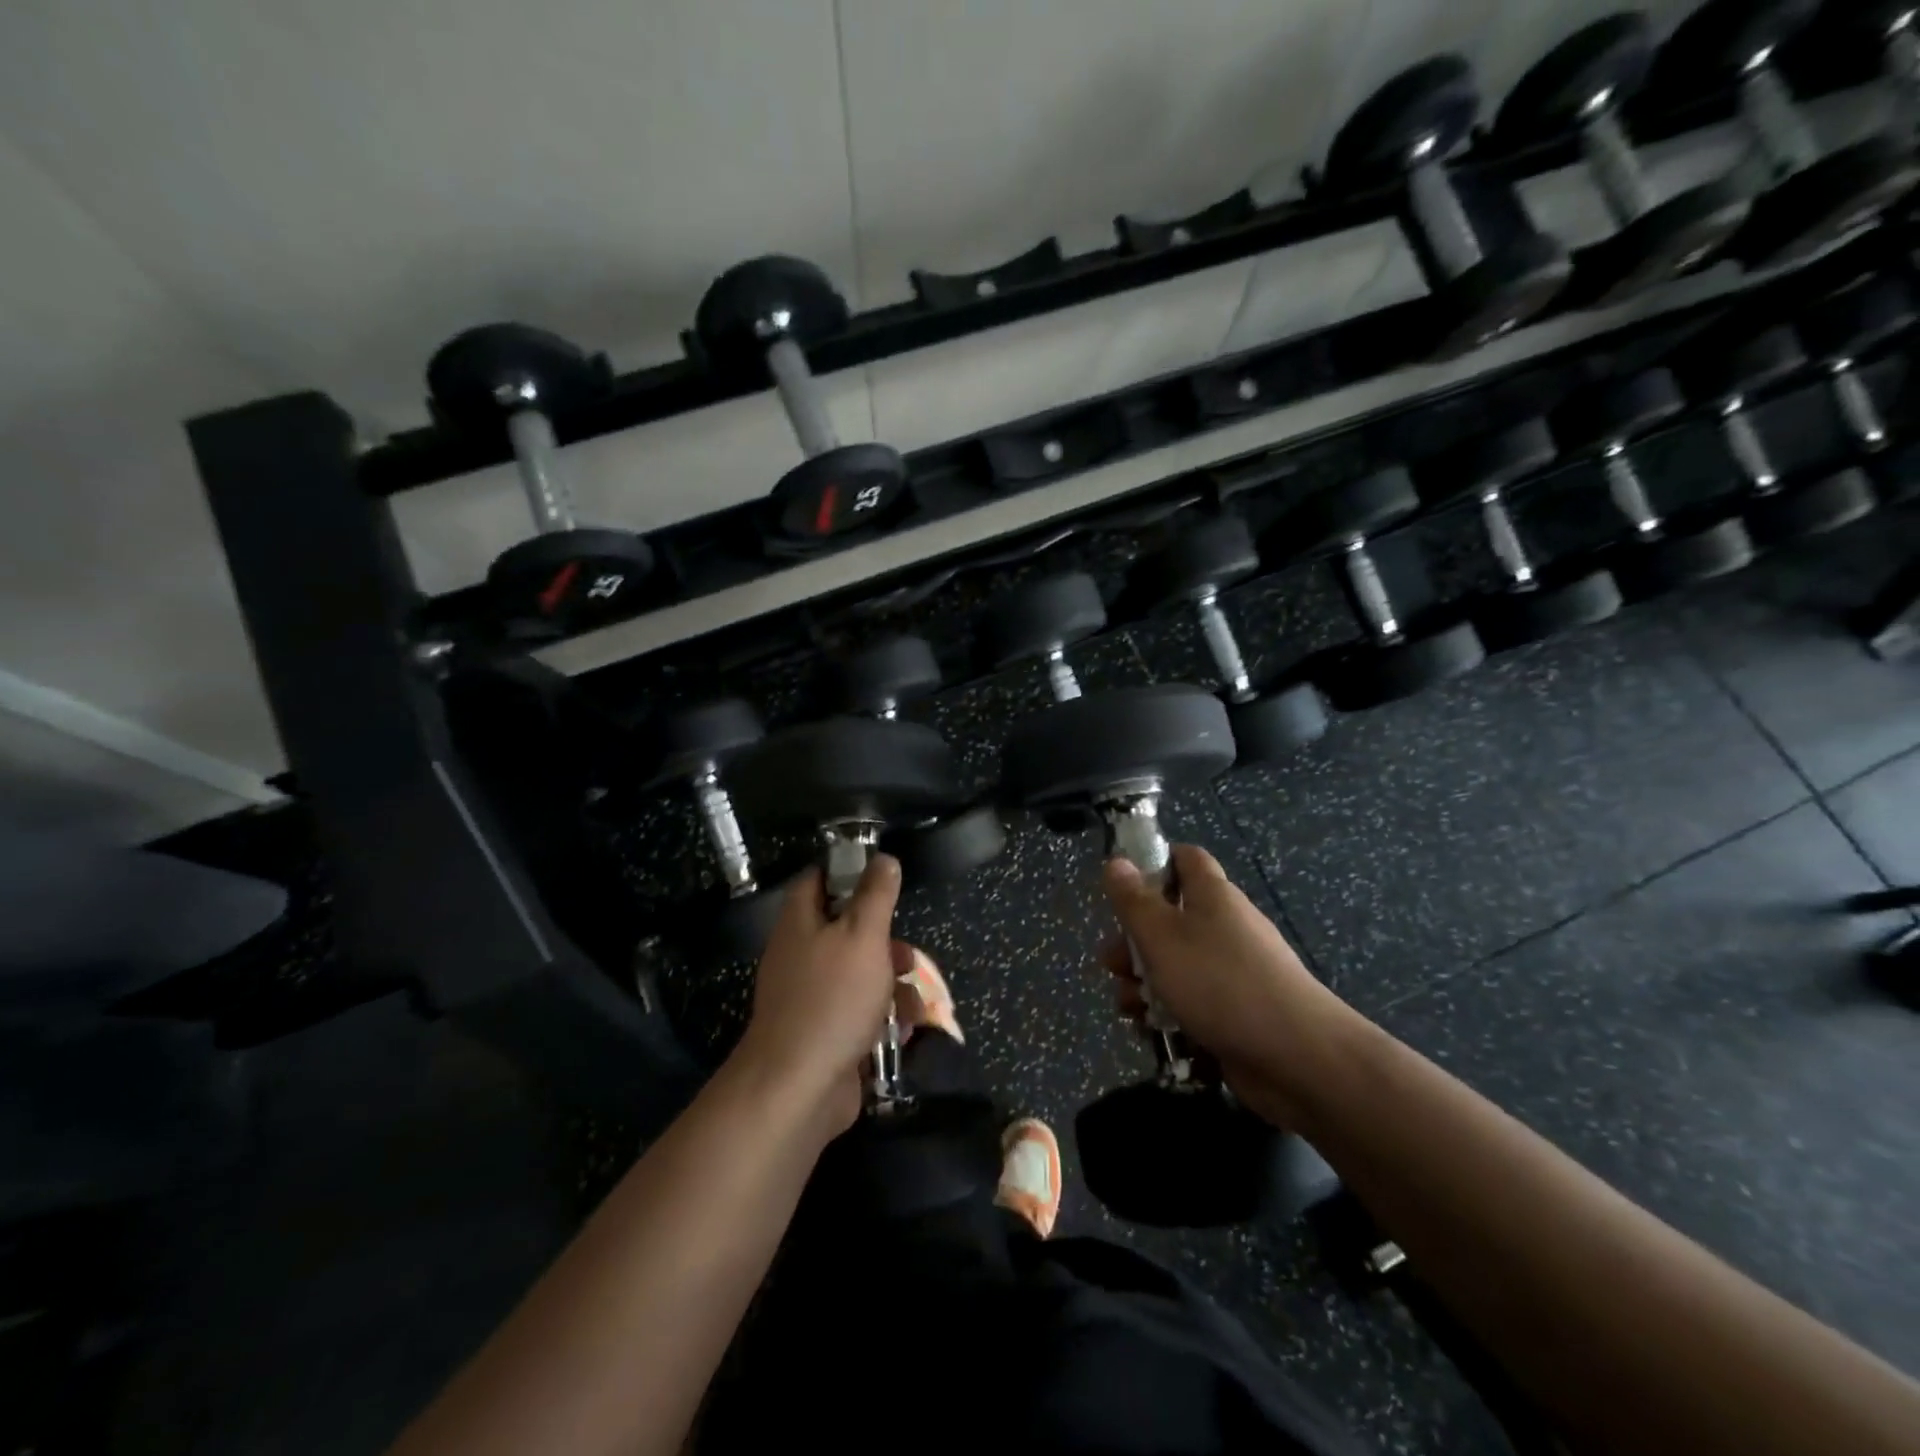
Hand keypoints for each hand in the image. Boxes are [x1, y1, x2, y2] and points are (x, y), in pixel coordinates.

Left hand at [736, 855, 906, 1133]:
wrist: (799, 1087)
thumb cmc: (833, 999)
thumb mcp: (863, 936)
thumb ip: (875, 895)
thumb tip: (883, 858)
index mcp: (800, 923)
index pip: (817, 880)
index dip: (847, 872)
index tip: (881, 877)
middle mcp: (800, 955)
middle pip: (846, 931)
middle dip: (884, 942)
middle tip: (907, 956)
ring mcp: (810, 997)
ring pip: (858, 974)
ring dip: (891, 985)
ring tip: (912, 1002)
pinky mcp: (824, 1032)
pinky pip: (858, 1013)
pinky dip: (882, 1018)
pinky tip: (904, 1030)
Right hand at [1101, 843, 1349, 1128]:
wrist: (1297, 1058)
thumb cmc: (1219, 983)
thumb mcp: (1161, 936)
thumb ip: (1133, 900)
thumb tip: (1116, 861)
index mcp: (1212, 896)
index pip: (1185, 859)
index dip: (1153, 863)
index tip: (1123, 887)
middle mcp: (1225, 927)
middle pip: (1171, 918)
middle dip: (1135, 941)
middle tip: (1112, 964)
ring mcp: (1233, 971)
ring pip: (1177, 964)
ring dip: (1145, 982)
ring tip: (1128, 1005)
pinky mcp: (1237, 1012)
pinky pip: (1193, 1001)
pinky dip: (1169, 1011)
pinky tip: (1151, 1030)